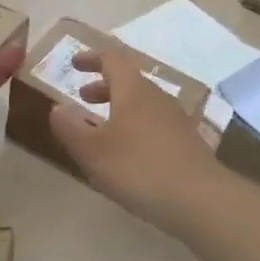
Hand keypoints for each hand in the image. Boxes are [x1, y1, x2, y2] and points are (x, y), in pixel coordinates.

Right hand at [48, 47, 220, 228]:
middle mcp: (157, 98)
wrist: (202, 201)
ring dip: (118, 108)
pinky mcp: (187, 144)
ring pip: (142, 104)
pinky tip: (128, 154)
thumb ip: (69, 127)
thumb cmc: (138, 168)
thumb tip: (57, 108)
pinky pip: (154, 124)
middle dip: (103, 86)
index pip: (112, 59)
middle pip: (129, 81)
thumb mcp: (91, 150)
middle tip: (82, 98)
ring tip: (101, 128)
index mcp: (133, 90)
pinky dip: (134, 127)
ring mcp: (176, 120)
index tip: (73, 64)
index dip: (91, 58)